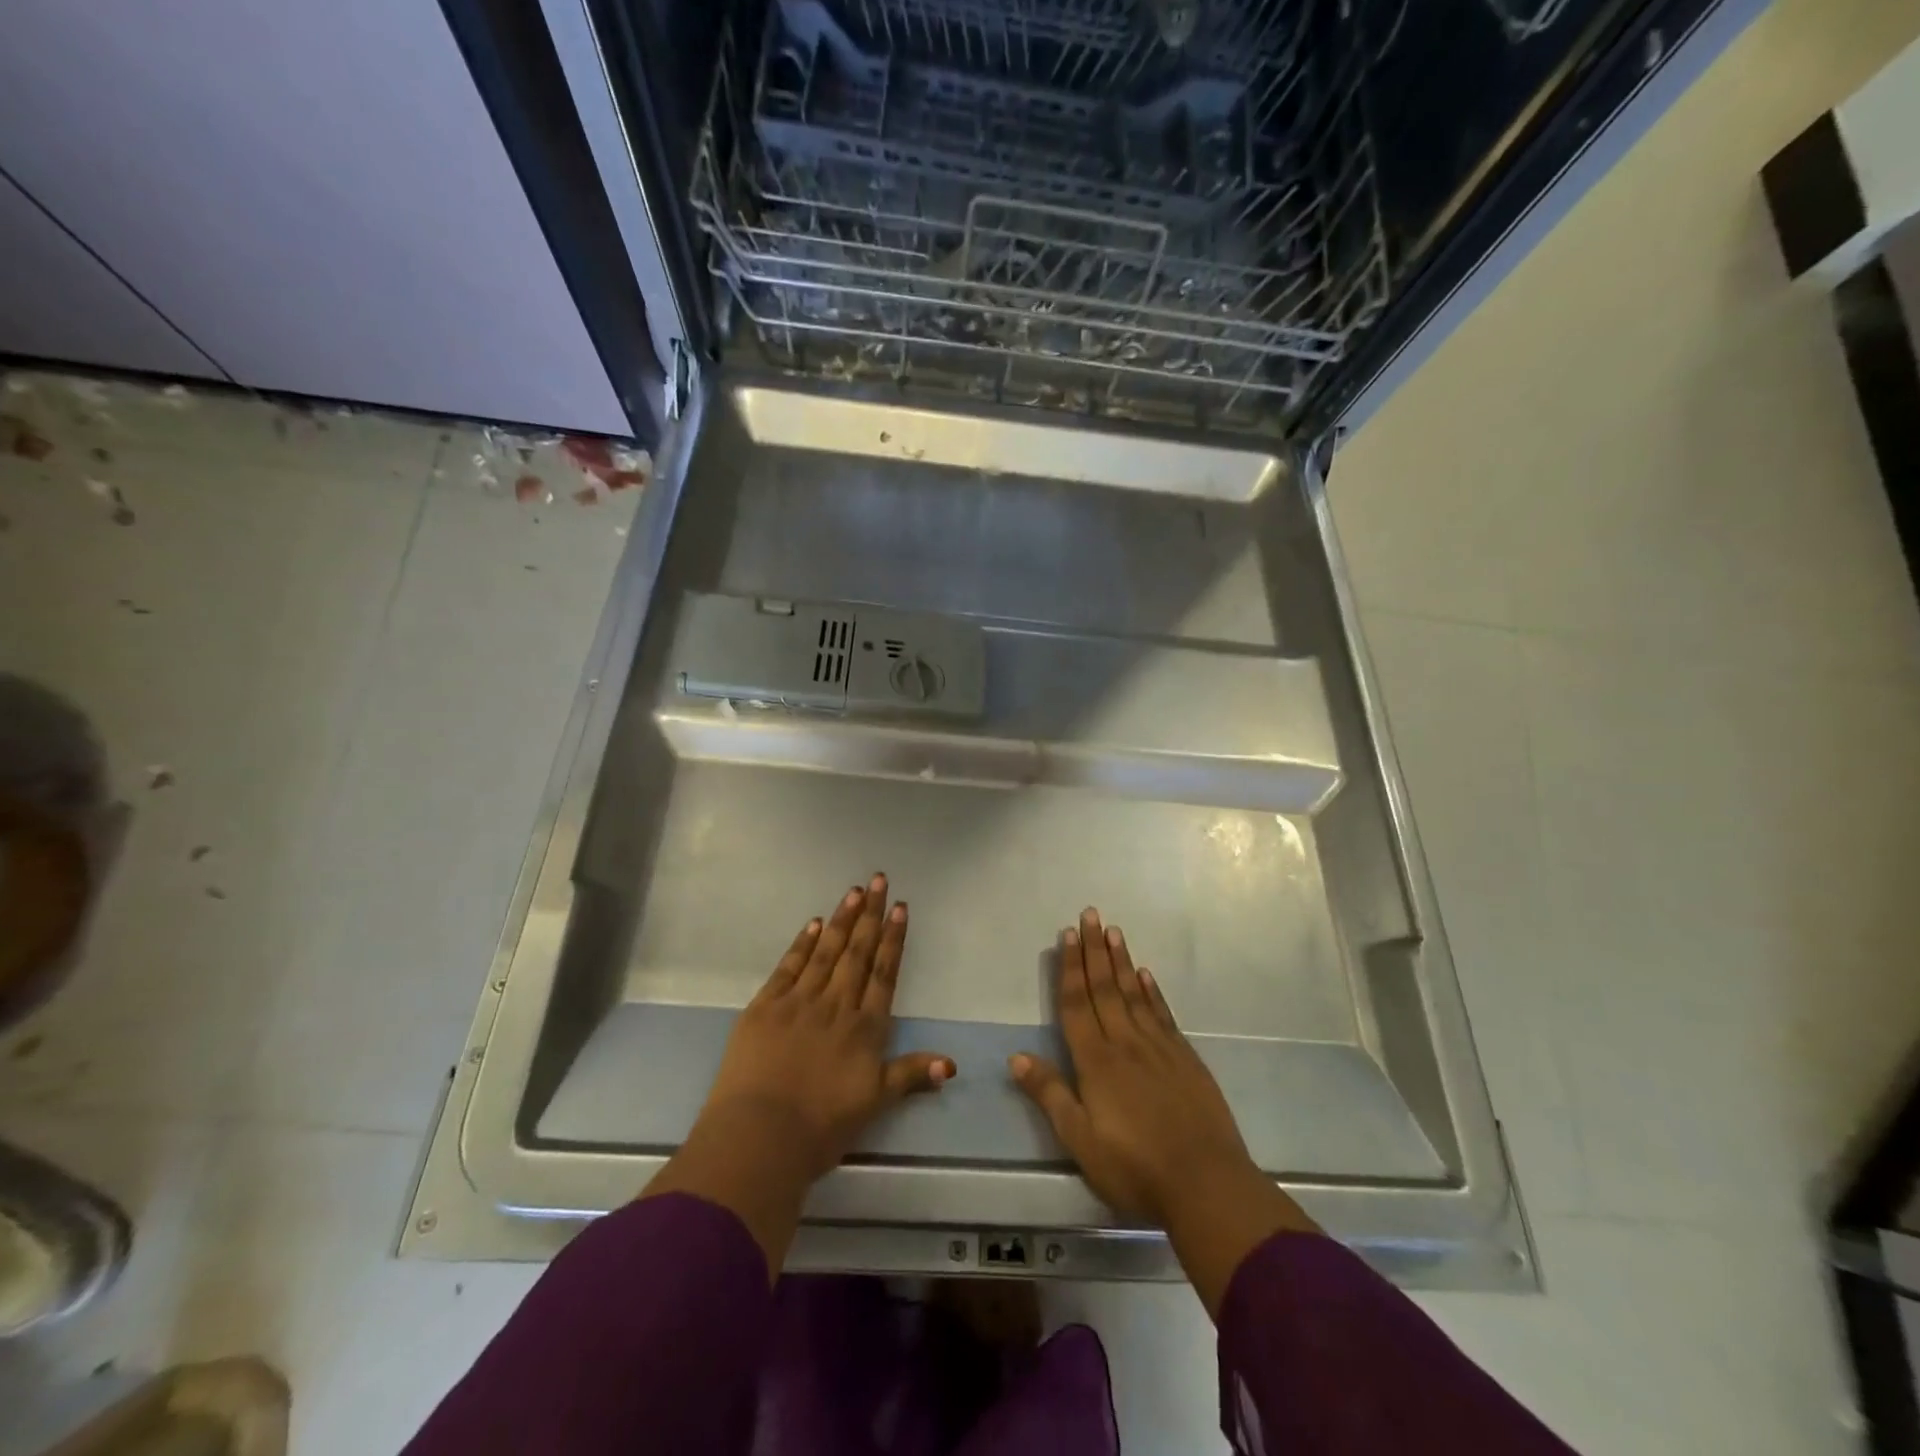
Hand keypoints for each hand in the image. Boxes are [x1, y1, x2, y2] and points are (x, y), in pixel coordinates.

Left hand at [705, 873, 953, 1179]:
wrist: (760, 1136)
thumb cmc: (821, 1127)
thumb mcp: (874, 1104)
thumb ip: (910, 1075)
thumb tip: (951, 1064)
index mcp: (865, 1028)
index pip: (883, 974)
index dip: (893, 939)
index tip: (899, 908)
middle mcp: (836, 1005)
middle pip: (858, 953)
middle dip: (870, 915)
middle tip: (879, 880)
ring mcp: (799, 1001)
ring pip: (826, 952)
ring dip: (842, 920)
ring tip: (854, 891)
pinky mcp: (765, 1006)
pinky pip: (789, 966)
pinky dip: (803, 943)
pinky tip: (814, 924)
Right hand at [1009, 907, 1318, 1316]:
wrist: (1207, 1184)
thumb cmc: (1135, 1168)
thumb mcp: (1081, 1141)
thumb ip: (1050, 1095)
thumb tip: (1016, 1057)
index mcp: (1096, 1062)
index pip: (1077, 1004)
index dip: (1069, 968)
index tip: (1067, 934)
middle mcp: (1125, 1043)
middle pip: (1105, 988)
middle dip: (1094, 950)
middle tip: (1090, 914)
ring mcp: (1159, 1048)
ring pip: (1134, 993)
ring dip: (1121, 960)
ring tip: (1113, 931)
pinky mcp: (1185, 1059)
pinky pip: (1162, 1014)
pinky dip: (1152, 991)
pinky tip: (1146, 975)